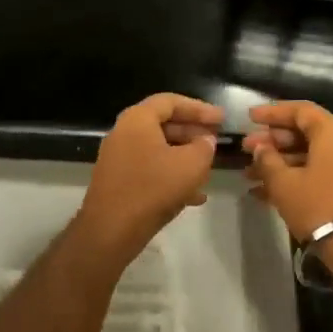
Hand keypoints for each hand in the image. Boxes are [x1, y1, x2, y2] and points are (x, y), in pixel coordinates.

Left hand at [77, 93, 223, 263]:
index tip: (221, 119)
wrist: (111, 230)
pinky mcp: (118, 182)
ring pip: (158, 150)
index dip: (199, 108)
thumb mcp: (191, 165)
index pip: (170, 101)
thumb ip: (204, 147)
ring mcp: (118, 159)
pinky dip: (171, 176)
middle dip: (193, 133)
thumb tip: (205, 141)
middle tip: (216, 141)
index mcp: (137, 120)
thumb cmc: (153, 189)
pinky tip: (194, 196)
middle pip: (163, 124)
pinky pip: (150, 171)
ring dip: (184, 156)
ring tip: (208, 169)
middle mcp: (123, 133)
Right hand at [241, 101, 332, 242]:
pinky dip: (293, 178)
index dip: (273, 112)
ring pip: (308, 156)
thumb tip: (261, 148)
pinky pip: (317, 174)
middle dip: (272, 141)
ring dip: (278, 163)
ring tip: (248, 175)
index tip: (250, 118)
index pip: (301, 111)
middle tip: (246, 150)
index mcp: (332, 133)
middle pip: (304, 133)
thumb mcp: (283, 182)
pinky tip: (263, 193)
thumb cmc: (317, 205)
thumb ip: (267, 159)